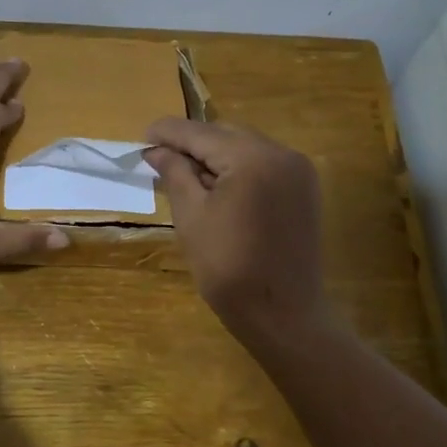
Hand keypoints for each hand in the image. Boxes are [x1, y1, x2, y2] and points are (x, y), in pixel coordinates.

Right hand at [142, 119, 328, 340]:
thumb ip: (175, 174)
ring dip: (216, 155)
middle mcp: (281, 153)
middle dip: (193, 143)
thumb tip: (156, 150)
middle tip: (160, 158)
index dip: (168, 133)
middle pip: (226, 134)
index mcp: (252, 158)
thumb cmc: (228, 268)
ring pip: (247, 147)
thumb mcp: (191, 216)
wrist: (282, 313)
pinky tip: (218, 187)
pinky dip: (238, 168)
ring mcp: (298, 171)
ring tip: (185, 174)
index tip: (142, 137)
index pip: (201, 133)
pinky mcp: (304, 190)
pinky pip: (264, 165)